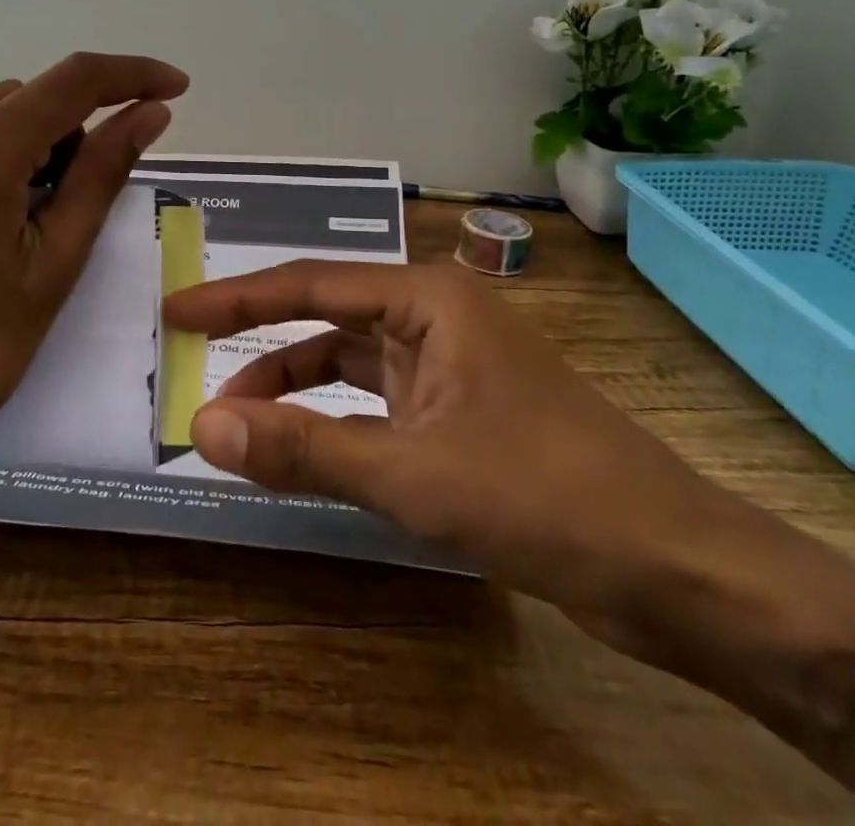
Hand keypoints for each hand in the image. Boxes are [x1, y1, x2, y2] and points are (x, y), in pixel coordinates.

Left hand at [0, 52, 187, 479]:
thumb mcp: (53, 264)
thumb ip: (102, 175)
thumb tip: (150, 112)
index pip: (75, 81)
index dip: (134, 75)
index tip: (175, 87)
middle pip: (34, 98)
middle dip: (77, 133)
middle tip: (80, 207)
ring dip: (35, 146)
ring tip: (29, 223)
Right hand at [164, 260, 725, 631]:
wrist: (679, 569)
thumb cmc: (547, 496)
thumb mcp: (413, 475)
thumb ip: (304, 449)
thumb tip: (204, 430)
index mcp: (428, 298)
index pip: (309, 286)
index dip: (235, 299)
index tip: (175, 312)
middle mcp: (436, 317)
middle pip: (326, 319)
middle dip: (260, 346)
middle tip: (193, 369)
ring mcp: (451, 366)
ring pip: (350, 364)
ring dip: (294, 390)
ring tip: (238, 423)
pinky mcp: (461, 413)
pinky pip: (376, 404)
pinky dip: (333, 422)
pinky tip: (302, 449)